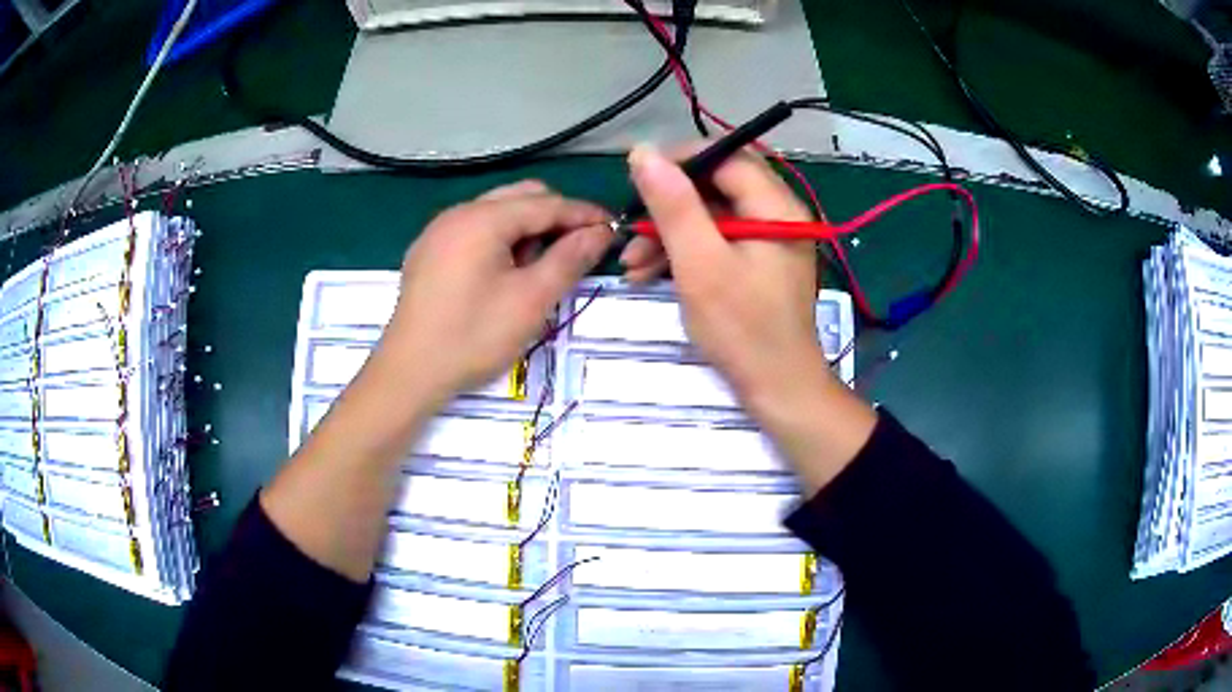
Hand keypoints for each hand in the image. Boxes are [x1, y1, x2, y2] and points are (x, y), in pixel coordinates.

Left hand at [379, 180, 611, 404]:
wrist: (409, 372)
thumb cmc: (473, 336)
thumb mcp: (531, 300)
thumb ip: (570, 259)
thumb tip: (601, 232)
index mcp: (483, 218)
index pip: (546, 203)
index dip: (584, 214)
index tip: (614, 229)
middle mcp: (458, 213)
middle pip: (520, 197)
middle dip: (554, 218)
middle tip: (575, 252)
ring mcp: (439, 230)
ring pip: (497, 212)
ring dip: (526, 230)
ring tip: (536, 269)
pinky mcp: (429, 251)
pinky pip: (474, 230)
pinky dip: (499, 240)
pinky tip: (503, 274)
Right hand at [626, 145, 823, 405]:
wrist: (778, 389)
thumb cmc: (742, 329)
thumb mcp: (700, 263)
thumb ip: (673, 205)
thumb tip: (643, 152)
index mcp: (776, 206)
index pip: (726, 157)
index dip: (679, 161)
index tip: (637, 180)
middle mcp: (779, 214)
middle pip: (717, 185)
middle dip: (669, 205)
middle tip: (631, 227)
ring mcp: (770, 239)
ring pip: (713, 215)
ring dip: (670, 233)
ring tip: (631, 264)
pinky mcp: (759, 263)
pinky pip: (718, 241)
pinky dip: (685, 252)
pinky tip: (650, 273)